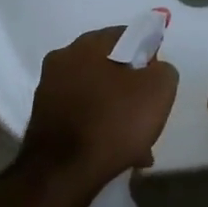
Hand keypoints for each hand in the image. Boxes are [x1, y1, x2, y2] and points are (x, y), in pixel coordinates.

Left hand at [21, 27, 179, 188]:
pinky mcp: (44, 118)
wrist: (63, 171)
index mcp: (88, 44)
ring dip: (117, 113)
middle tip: (148, 114)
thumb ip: (163, 70)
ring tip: (136, 144)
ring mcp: (49, 89)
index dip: (148, 54)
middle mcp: (63, 59)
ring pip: (96, 95)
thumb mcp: (158, 90)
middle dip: (131, 88)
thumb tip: (154, 69)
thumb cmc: (114, 122)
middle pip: (110, 67)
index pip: (127, 35)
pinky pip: (82, 116)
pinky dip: (99, 129)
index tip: (157, 81)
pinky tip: (116, 153)